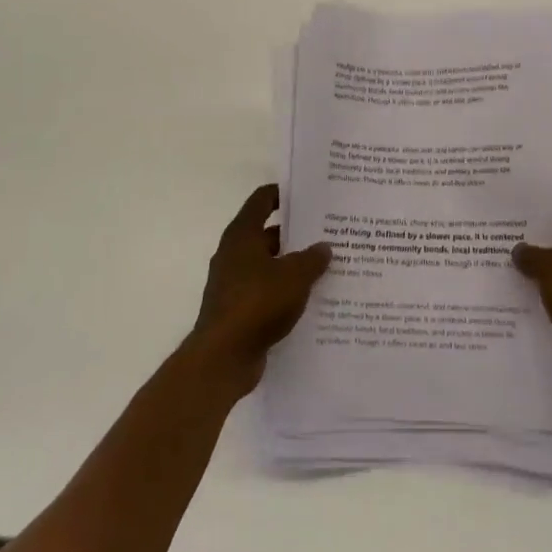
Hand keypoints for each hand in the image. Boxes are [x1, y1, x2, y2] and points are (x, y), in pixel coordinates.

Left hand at [191, 185, 330, 394]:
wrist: (223, 358)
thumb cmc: (257, 303)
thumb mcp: (294, 276)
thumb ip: (312, 259)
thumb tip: (324, 247)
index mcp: (242, 235)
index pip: (262, 200)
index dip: (282, 193)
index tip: (307, 194)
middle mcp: (234, 254)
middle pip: (268, 234)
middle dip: (296, 235)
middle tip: (328, 234)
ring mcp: (233, 283)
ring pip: (269, 265)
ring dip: (292, 266)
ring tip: (326, 267)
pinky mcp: (238, 310)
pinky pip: (266, 292)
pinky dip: (285, 292)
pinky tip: (310, 299)